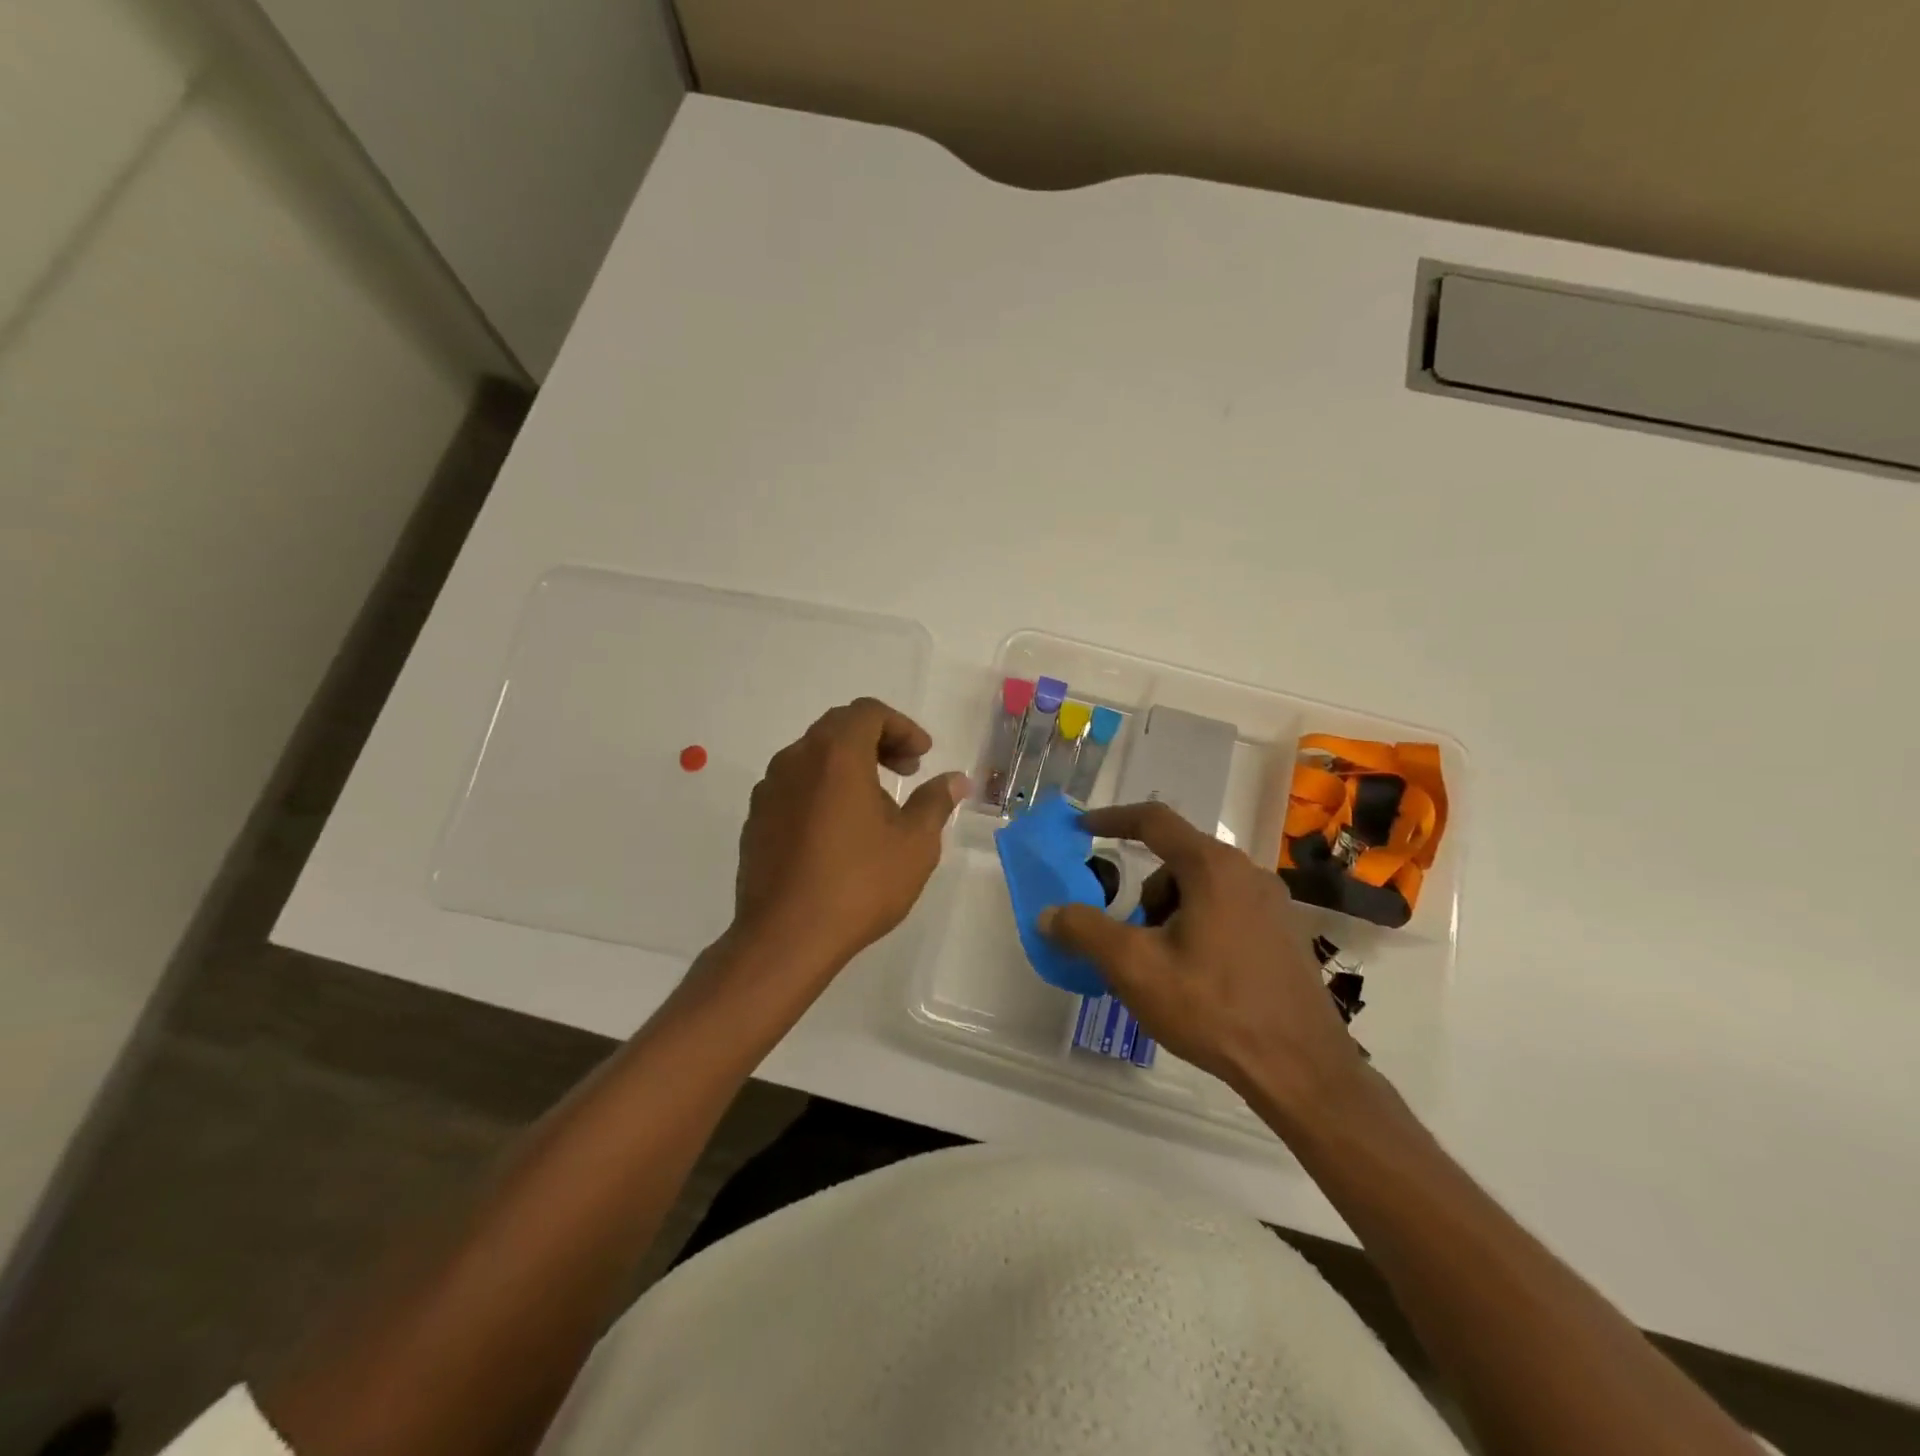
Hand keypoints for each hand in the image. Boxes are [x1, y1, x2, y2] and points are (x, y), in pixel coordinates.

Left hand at [732, 698, 967, 974]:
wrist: (785, 938)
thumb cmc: (858, 884)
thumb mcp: (914, 844)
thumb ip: (935, 802)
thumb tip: (955, 780)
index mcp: (836, 755)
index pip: (868, 712)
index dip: (902, 727)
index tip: (923, 756)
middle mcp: (795, 760)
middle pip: (838, 728)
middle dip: (877, 741)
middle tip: (905, 770)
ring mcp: (769, 789)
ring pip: (813, 756)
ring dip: (848, 764)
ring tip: (875, 804)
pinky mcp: (755, 819)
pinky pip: (794, 785)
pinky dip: (822, 788)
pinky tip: (839, 829)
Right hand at [1039, 801, 1366, 1123]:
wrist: (1301, 1069)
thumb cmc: (1213, 1008)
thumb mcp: (1135, 968)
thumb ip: (1085, 932)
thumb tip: (1049, 914)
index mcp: (1212, 868)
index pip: (1153, 821)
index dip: (1111, 819)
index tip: (1082, 829)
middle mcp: (1247, 872)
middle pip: (1176, 861)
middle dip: (1143, 894)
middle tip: (1129, 939)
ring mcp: (1272, 903)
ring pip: (1201, 888)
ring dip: (1170, 914)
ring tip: (1165, 968)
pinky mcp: (1285, 933)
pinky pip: (1226, 910)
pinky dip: (1198, 926)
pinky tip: (1197, 977)